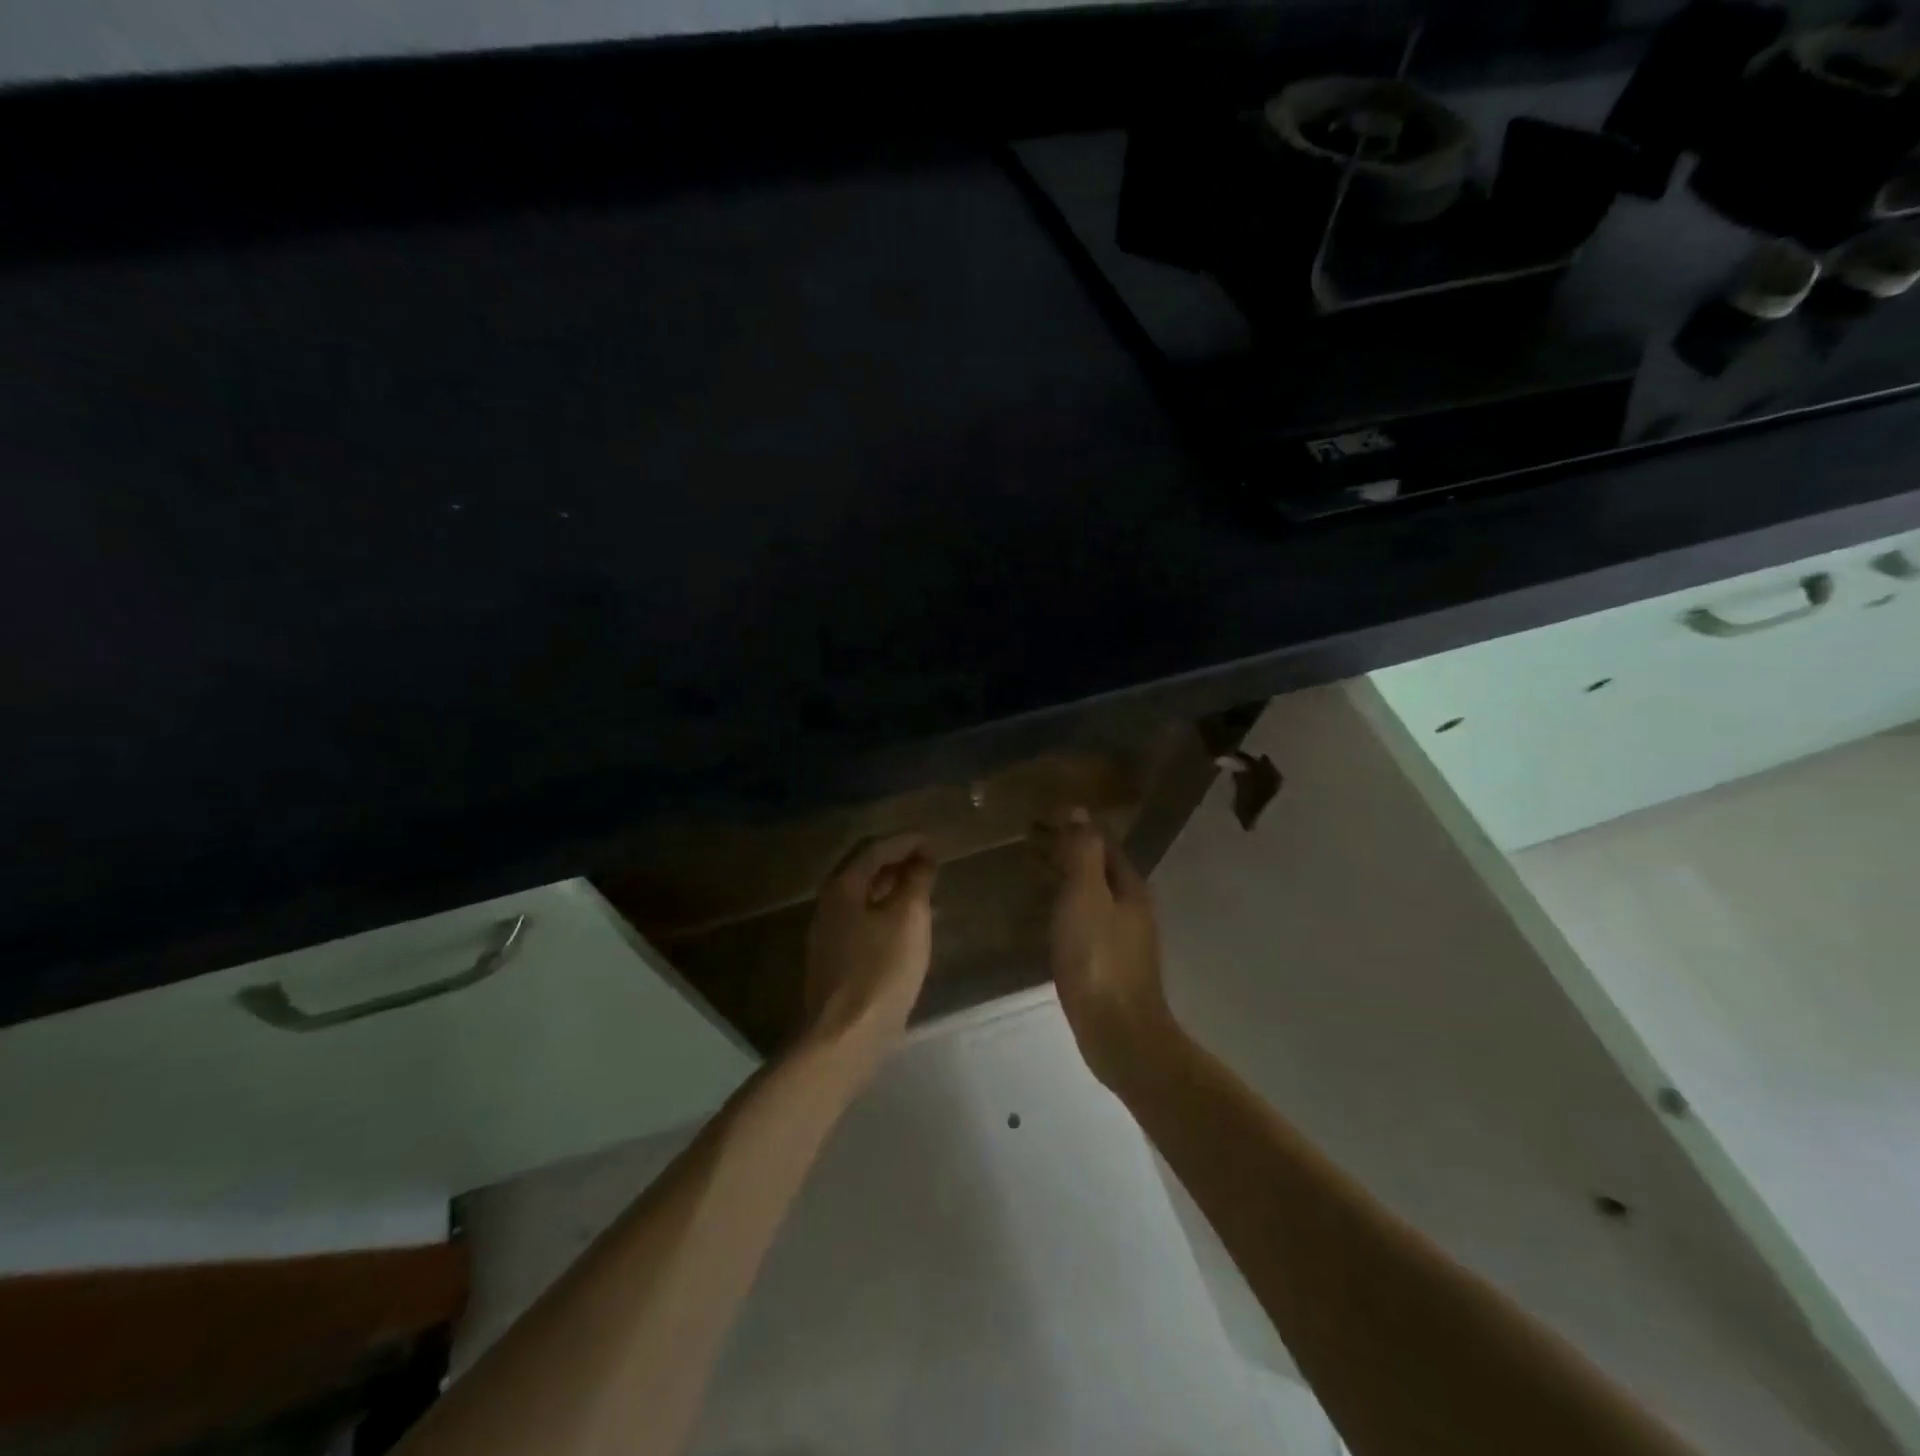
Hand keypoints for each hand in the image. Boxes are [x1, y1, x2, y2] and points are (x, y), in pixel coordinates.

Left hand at [801, 833, 937, 1068]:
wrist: (844, 1038)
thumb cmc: (880, 971)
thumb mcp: (908, 919)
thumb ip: (916, 882)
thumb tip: (922, 858)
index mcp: (842, 887)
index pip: (875, 848)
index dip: (906, 840)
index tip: (934, 840)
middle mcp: (829, 904)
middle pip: (863, 869)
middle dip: (896, 859)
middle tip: (928, 859)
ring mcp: (828, 933)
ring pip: (862, 895)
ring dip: (891, 884)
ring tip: (922, 886)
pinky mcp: (835, 959)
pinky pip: (862, 918)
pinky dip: (885, 908)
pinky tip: (905, 923)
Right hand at [1030, 810, 1175, 1090]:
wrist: (1119, 1033)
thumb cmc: (1099, 959)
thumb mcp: (1086, 896)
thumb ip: (1083, 853)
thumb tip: (1079, 811)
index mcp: (1131, 888)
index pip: (1103, 844)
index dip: (1075, 828)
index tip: (1041, 818)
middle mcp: (1133, 909)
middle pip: (1099, 869)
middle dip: (1068, 852)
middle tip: (1028, 842)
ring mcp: (1124, 939)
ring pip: (1093, 896)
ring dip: (1066, 880)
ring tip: (1031, 873)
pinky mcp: (1110, 965)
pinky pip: (1087, 922)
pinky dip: (1066, 908)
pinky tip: (1046, 918)